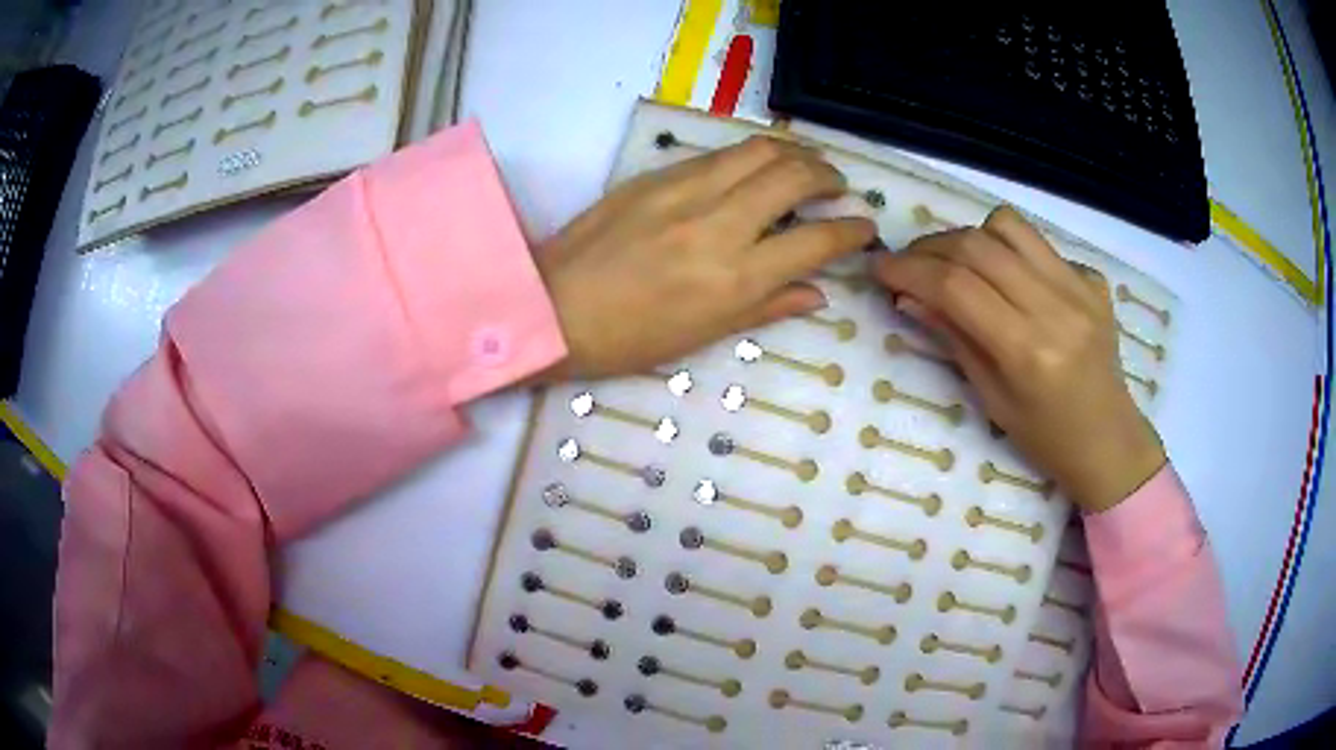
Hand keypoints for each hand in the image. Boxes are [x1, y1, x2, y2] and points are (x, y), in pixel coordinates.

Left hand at [533, 136, 875, 380]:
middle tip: (838, 187)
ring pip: (759, 150)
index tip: (865, 227)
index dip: (851, 231)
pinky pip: (717, 153)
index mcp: (735, 278)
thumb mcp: (704, 336)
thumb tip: (817, 295)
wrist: (551, 307)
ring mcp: (685, 191)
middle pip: (794, 177)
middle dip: (828, 176)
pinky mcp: (656, 175)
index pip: (815, 241)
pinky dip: (749, 154)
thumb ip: (767, 308)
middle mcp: (719, 224)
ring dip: (794, 152)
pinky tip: (753, 166)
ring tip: (805, 164)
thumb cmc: (628, 339)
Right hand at [871, 207, 1164, 512]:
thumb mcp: (992, 400)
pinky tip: (1010, 281)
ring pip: (1008, 225)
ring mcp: (1079, 286)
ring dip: (970, 237)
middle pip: (978, 245)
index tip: (880, 268)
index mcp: (1028, 351)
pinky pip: (1039, 244)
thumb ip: (954, 339)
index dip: (910, 270)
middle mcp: (1056, 307)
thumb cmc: (1046, 438)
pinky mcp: (1092, 279)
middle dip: (930, 246)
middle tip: (909, 263)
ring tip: (958, 264)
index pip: (956, 287)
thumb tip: (909, 297)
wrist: (1110, 441)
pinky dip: (1010, 252)